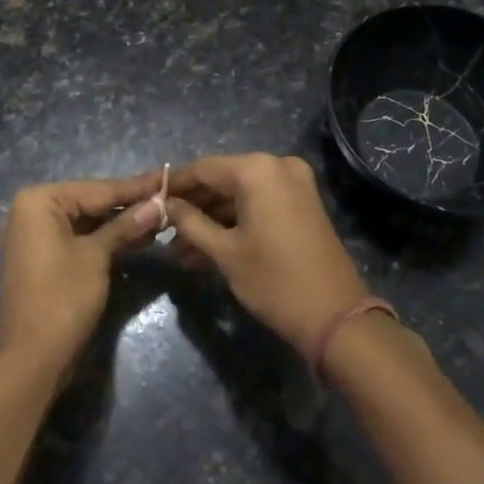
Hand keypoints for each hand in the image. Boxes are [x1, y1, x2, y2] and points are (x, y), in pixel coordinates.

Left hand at [0, 172, 164, 383]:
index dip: (135, 187)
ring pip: (87, 222)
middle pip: (91, 202)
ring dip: (121, 223)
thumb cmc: (63, 297)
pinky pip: (79, 239)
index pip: (97, 189)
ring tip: (161, 218)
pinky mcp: (44, 258)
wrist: (33, 358)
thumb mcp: (97, 256)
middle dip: (129, 205)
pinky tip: (138, 238)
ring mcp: (36, 236)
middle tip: (168, 198)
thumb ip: (125, 225)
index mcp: (39, 201)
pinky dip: (105, 240)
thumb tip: (157, 204)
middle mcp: (32, 211)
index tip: (166, 177)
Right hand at [166, 153, 370, 354]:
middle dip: (192, 207)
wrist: (336, 317)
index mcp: (256, 170)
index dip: (173, 185)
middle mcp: (276, 166)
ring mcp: (294, 184)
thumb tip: (164, 204)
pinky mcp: (302, 203)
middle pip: (221, 180)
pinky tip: (207, 248)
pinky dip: (234, 222)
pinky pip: (258, 204)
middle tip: (162, 231)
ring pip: (239, 195)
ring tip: (180, 251)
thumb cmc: (274, 281)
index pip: (202, 169)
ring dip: (210, 219)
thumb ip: (189, 222)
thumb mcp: (224, 252)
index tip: (147, 200)